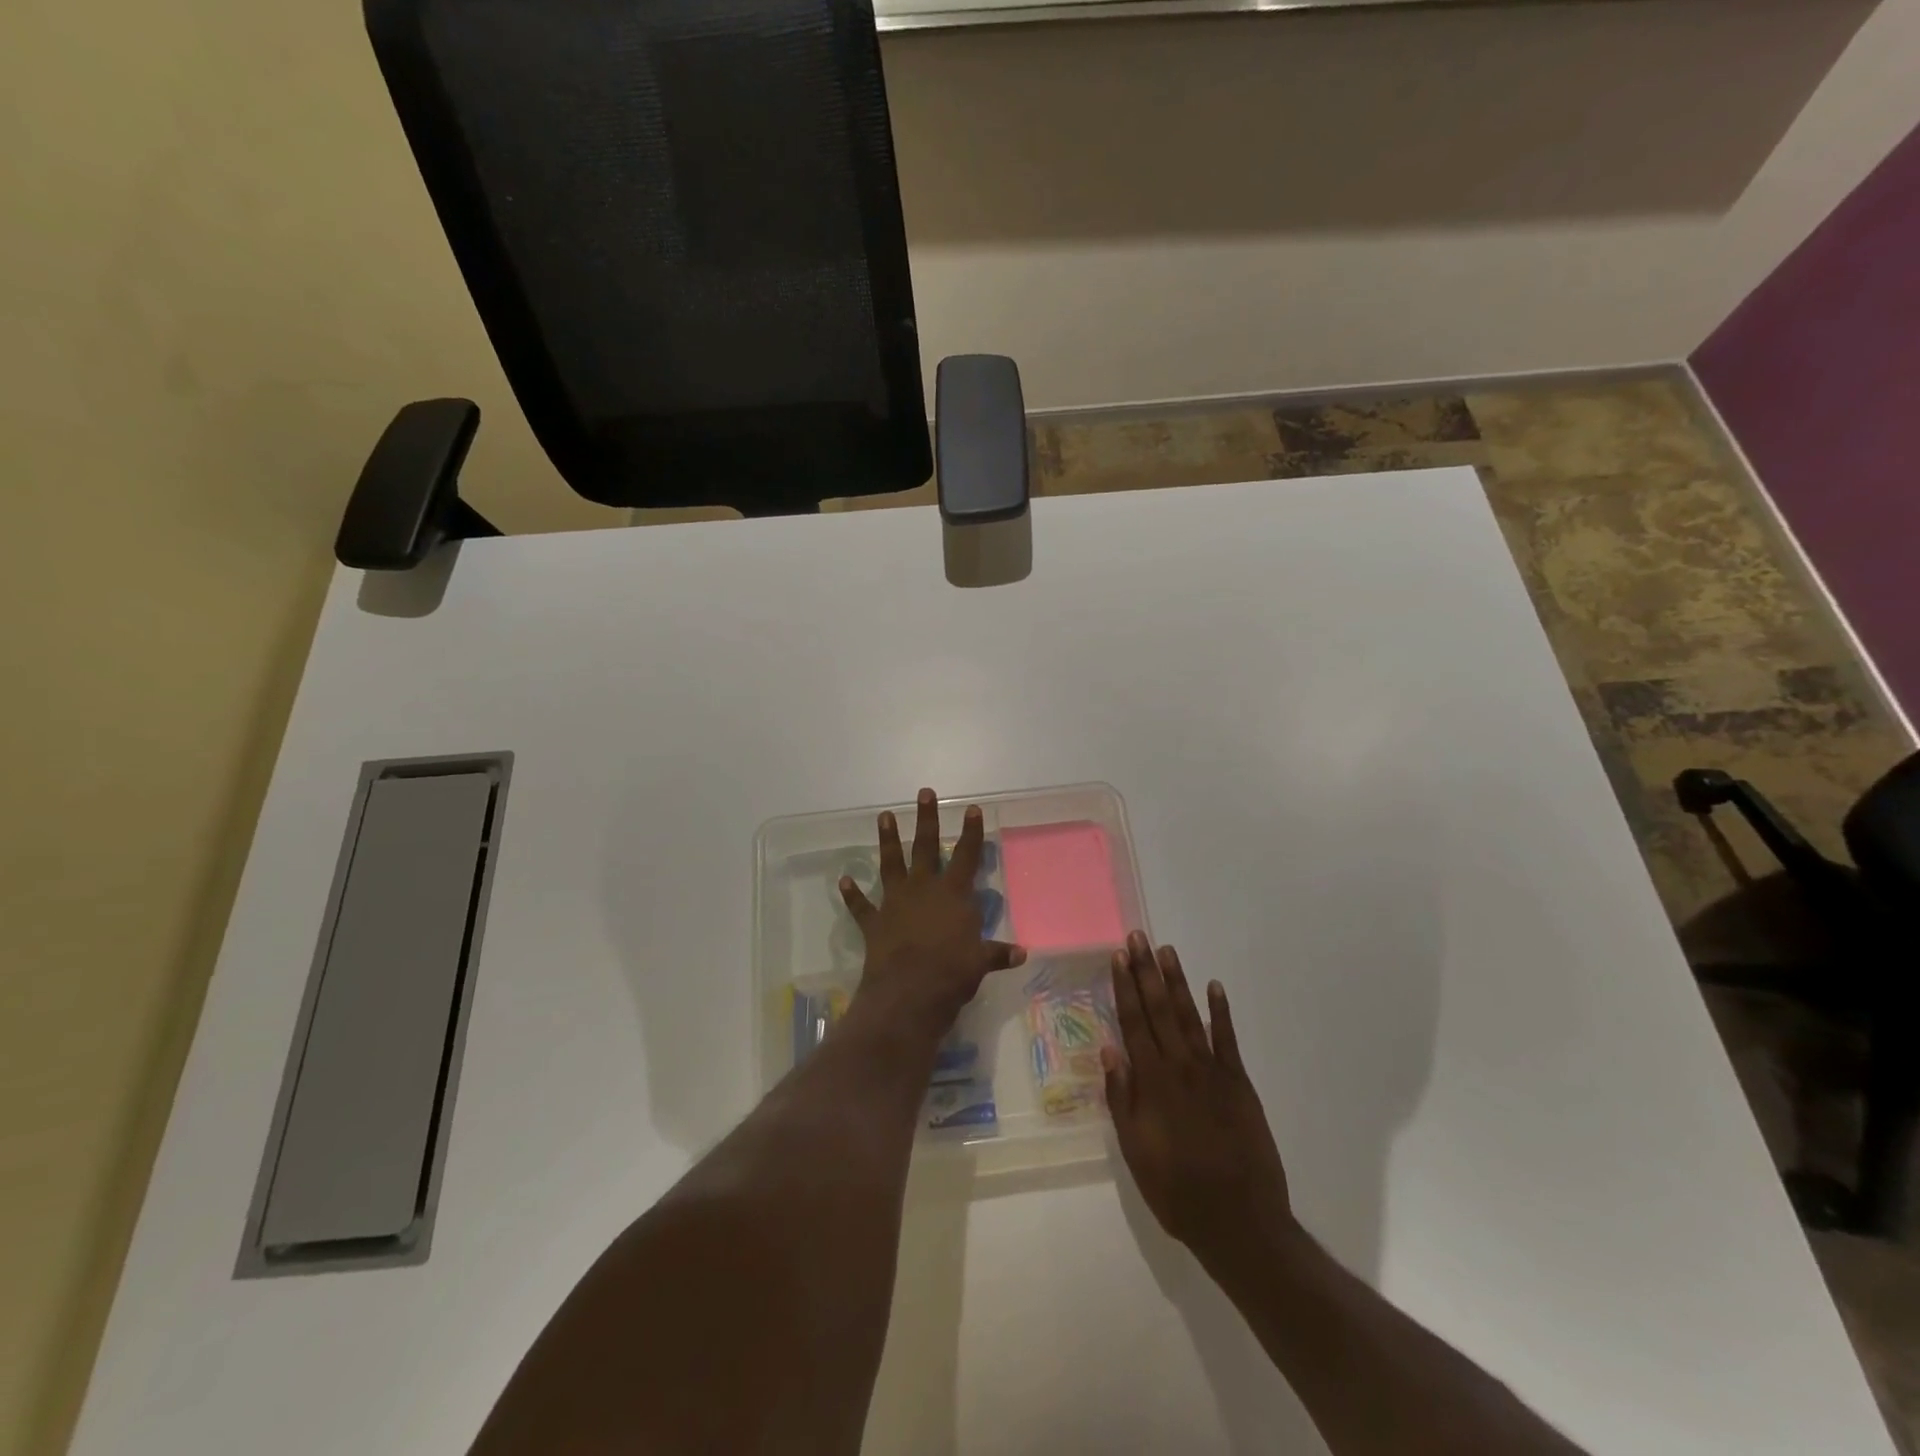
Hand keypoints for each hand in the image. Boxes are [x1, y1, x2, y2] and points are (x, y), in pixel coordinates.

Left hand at [840, 788, 1025, 1034]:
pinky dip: (852, 894)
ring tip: (883, 816)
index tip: (971, 808)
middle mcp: (923, 889)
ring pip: (891, 864)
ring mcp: (895, 903)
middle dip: (926, 819)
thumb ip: (997, 953)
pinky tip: (844, 880)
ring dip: (887, 840)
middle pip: (925, 847)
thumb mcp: (980, 963)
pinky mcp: (874, 922)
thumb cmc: (952, 974)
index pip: (966, 856)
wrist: (908, 994)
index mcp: (953, 894)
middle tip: (924, 793)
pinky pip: (861, 906)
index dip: (970, 832)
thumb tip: (1021, 953)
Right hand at [1104, 933, 1293, 1275]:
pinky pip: (1228, 1039)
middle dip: (1146, 971)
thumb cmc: (1177, 1190)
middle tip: (1138, 938)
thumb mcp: (1135, 1151)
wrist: (1240, 1222)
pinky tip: (1215, 987)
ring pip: (1190, 1016)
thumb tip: (1109, 1049)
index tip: (1118, 956)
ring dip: (1177, 982)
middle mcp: (1180, 1066)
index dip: (1125, 987)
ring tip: (1166, 951)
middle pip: (1159, 1009)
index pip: (1134, 1022)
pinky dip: (1221, 1012)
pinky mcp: (1240, 1083)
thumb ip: (1122, 1097)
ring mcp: (1213, 1072)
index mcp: (1152, 1082)